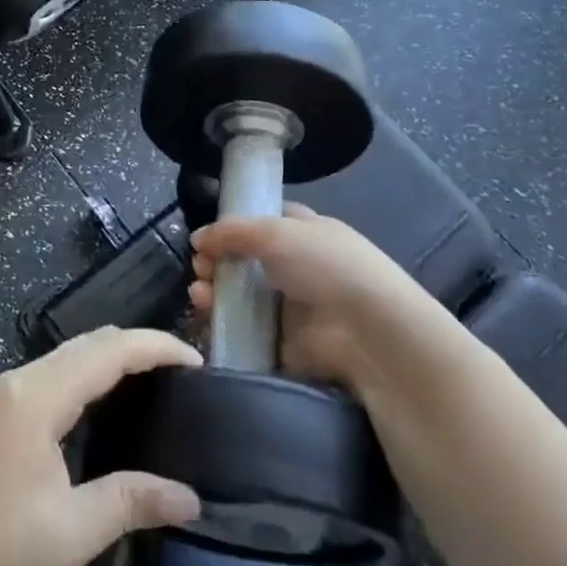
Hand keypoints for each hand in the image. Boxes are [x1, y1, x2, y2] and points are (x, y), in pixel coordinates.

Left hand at [0, 327, 202, 565]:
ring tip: (149, 383)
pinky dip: (83, 376)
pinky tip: (97, 407)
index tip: (198, 360)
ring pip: (65, 357)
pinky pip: (49, 376)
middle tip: (180, 372)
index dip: (156, 347)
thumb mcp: (70, 532)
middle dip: (135, 346)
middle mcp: (19, 381)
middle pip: (87, 343)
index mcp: (39, 395)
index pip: (109, 350)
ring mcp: (0, 396)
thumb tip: (189, 498)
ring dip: (108, 360)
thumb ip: (130, 502)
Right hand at [189, 204, 447, 394]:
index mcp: (306, 232)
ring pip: (243, 296)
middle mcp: (299, 267)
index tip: (207, 236)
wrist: (369, 332)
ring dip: (215, 291)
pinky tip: (206, 316)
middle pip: (247, 261)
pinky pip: (247, 331)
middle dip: (217, 261)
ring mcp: (293, 308)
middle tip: (199, 268)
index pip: (264, 222)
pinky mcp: (286, 344)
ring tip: (199, 293)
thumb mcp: (275, 232)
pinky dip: (224, 324)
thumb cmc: (325, 266)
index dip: (234, 226)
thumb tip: (197, 239)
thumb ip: (231, 232)